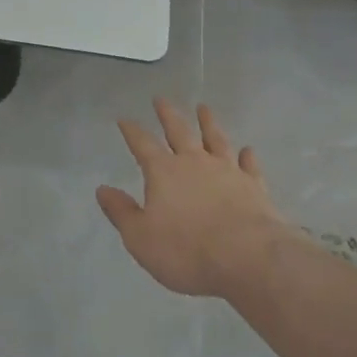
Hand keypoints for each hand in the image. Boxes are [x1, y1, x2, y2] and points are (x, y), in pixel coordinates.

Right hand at [98, 99, 296, 299]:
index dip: (132, 131)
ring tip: (204, 108)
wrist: (248, 258)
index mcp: (163, 172)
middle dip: (167, 115)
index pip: (142, 144)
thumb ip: (121, 212)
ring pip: (215, 139)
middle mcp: (194, 163)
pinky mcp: (254, 187)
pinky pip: (249, 166)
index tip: (124, 119)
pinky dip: (247, 156)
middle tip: (161, 99)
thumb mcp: (141, 238)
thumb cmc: (187, 250)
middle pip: (178, 131)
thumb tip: (102, 190)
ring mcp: (227, 171)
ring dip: (208, 123)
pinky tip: (247, 150)